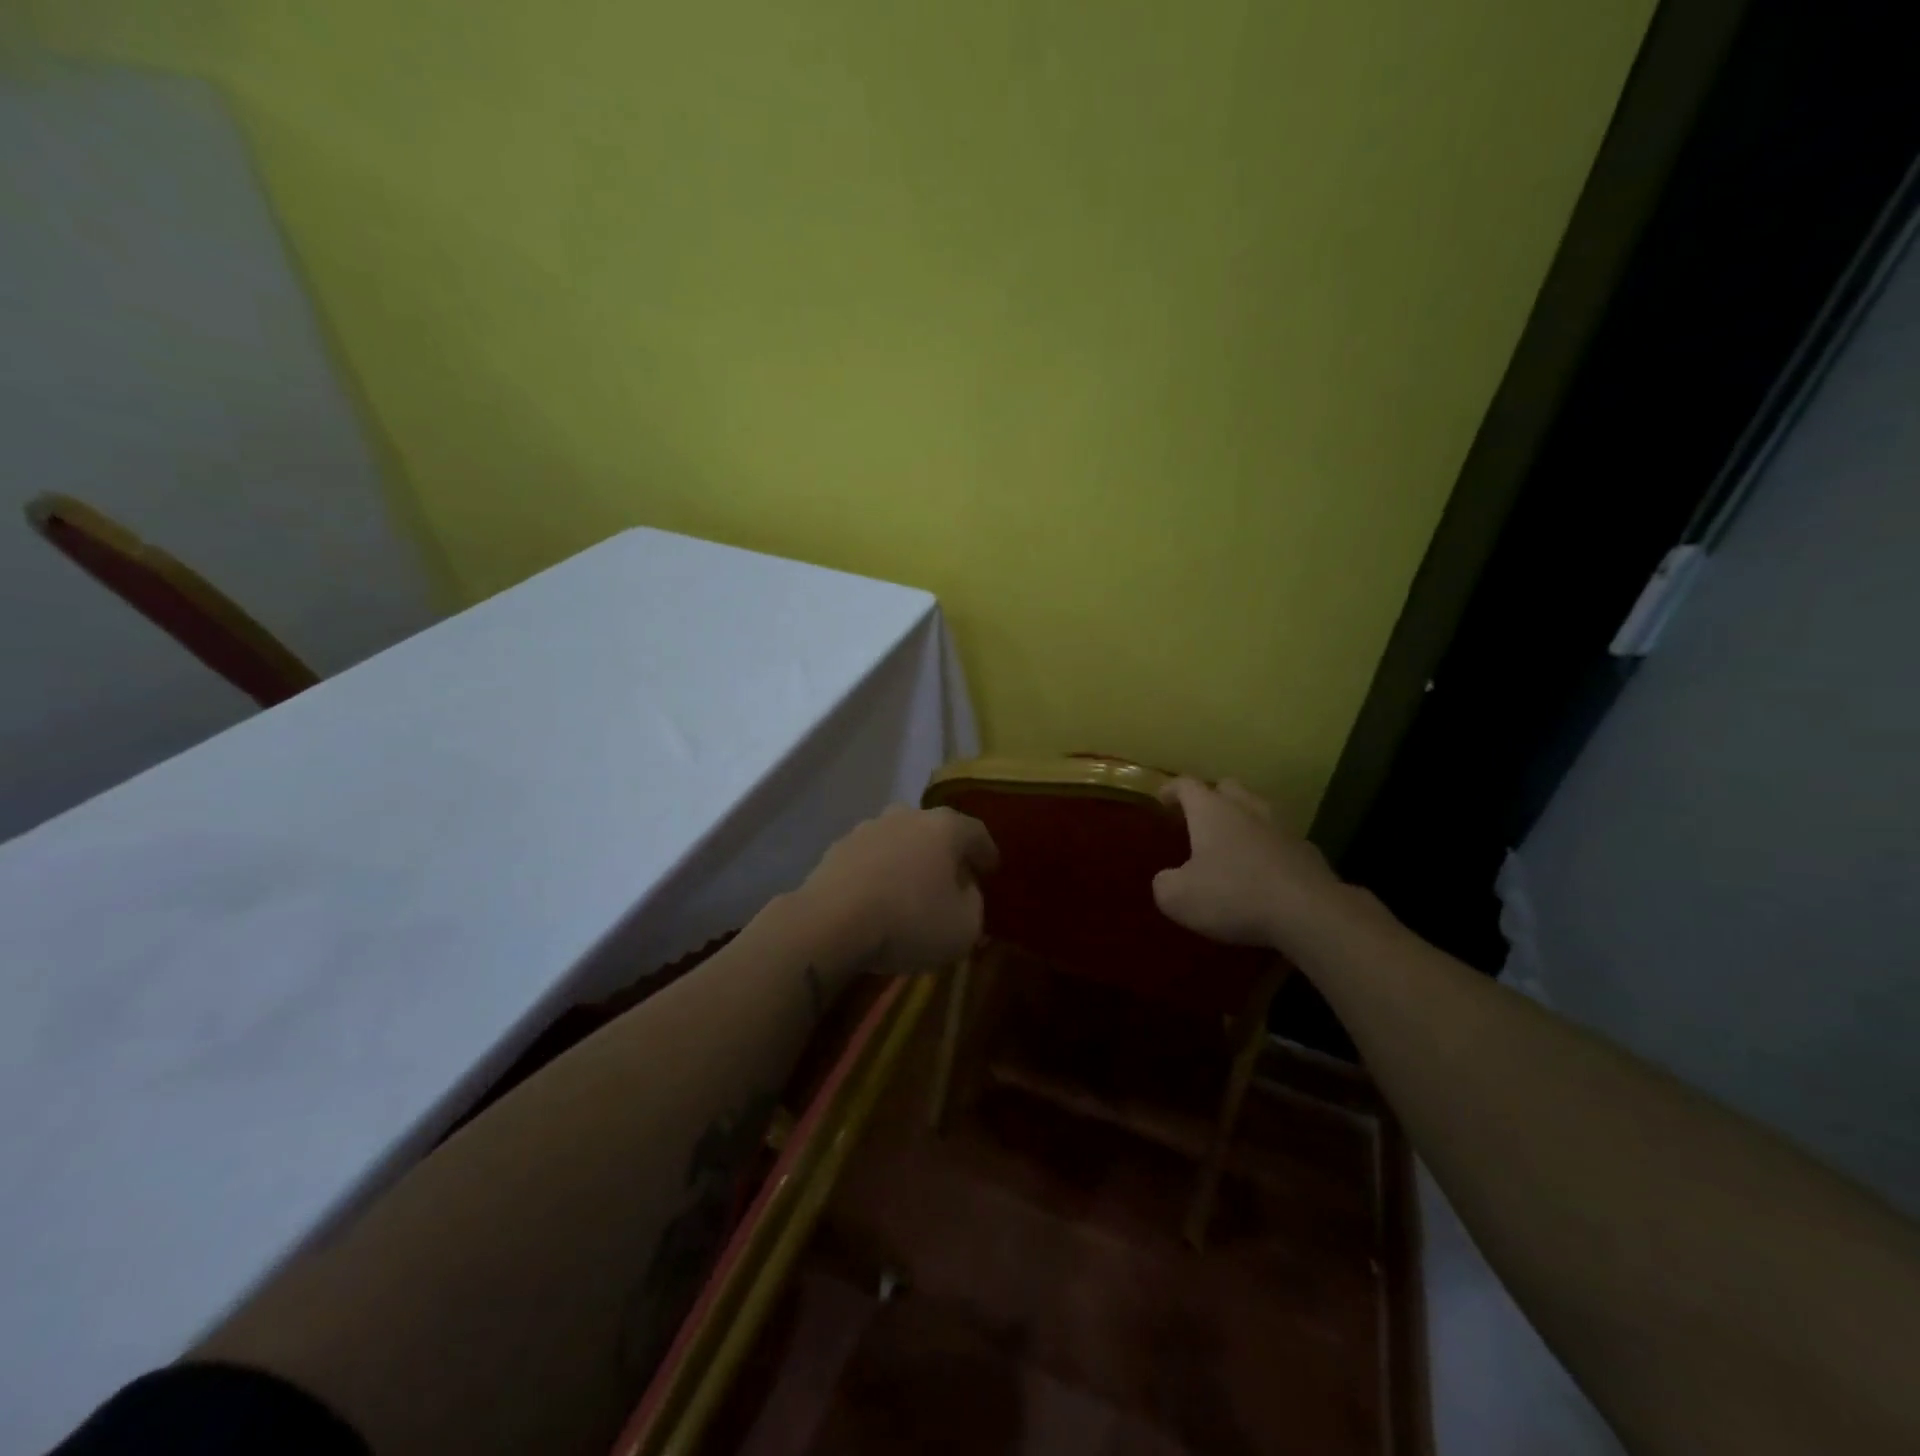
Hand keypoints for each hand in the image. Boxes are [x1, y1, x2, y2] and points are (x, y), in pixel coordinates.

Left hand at [794, 806, 997, 973]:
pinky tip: (877, 898)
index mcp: (945, 827)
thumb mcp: (964, 927)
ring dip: (908, 861)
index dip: (987, 853)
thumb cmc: (910, 921)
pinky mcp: (837, 848)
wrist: (830, 923)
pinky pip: (870, 859)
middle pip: (935, 832)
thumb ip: (975, 905)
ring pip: (899, 842)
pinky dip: (879, 873)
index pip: (977, 833)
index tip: (991, 870)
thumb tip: (966, 892)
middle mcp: (907, 816)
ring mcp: (868, 829)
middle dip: (945, 854)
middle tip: (952, 880)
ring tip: (910, 890)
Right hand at [1152, 778, 1344, 949]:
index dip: (1172, 789)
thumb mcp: (1178, 897)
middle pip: (1228, 788)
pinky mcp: (1307, 853)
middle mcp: (1247, 810)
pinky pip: (1280, 841)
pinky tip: (1262, 872)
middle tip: (1199, 818)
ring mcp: (1282, 829)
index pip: (1187, 785)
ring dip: (1243, 821)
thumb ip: (1165, 883)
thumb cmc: (1233, 895)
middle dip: (1212, 797)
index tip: (1162, 799)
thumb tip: (1168, 880)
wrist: (1309, 913)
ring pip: (1258, 811)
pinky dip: (1267, 849)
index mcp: (1212, 811)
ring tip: (1231, 844)